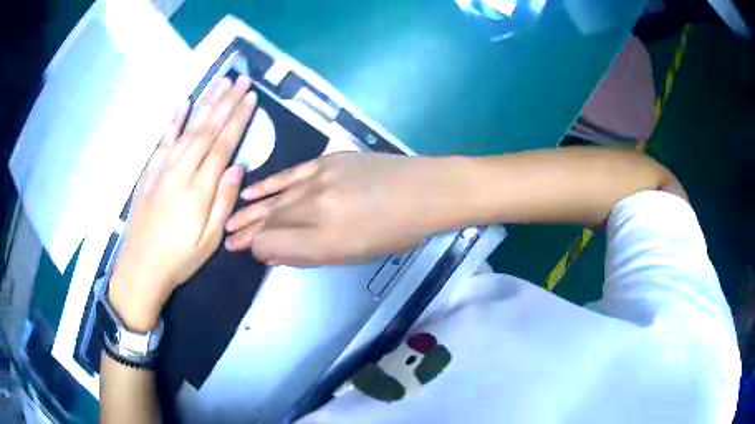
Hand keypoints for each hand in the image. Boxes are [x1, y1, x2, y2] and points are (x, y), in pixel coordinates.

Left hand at [109, 77, 256, 329]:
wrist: (140, 269)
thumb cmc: (179, 259)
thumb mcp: (209, 241)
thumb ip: (223, 202)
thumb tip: (237, 167)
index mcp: (198, 190)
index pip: (222, 145)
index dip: (237, 120)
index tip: (250, 98)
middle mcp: (180, 171)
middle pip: (207, 130)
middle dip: (226, 102)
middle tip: (241, 80)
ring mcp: (162, 169)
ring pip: (188, 128)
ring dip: (205, 103)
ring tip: (220, 83)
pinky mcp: (149, 172)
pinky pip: (163, 140)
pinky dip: (174, 119)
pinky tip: (184, 102)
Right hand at [224, 152, 464, 265]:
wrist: (425, 191)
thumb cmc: (396, 232)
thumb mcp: (354, 256)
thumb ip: (308, 256)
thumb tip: (270, 253)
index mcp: (325, 239)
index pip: (271, 243)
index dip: (256, 249)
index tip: (248, 251)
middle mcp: (315, 208)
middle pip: (269, 221)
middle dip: (246, 233)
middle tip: (228, 240)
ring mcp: (319, 179)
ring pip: (273, 199)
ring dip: (248, 211)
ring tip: (230, 221)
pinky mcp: (327, 160)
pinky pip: (288, 175)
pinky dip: (266, 185)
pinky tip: (248, 193)